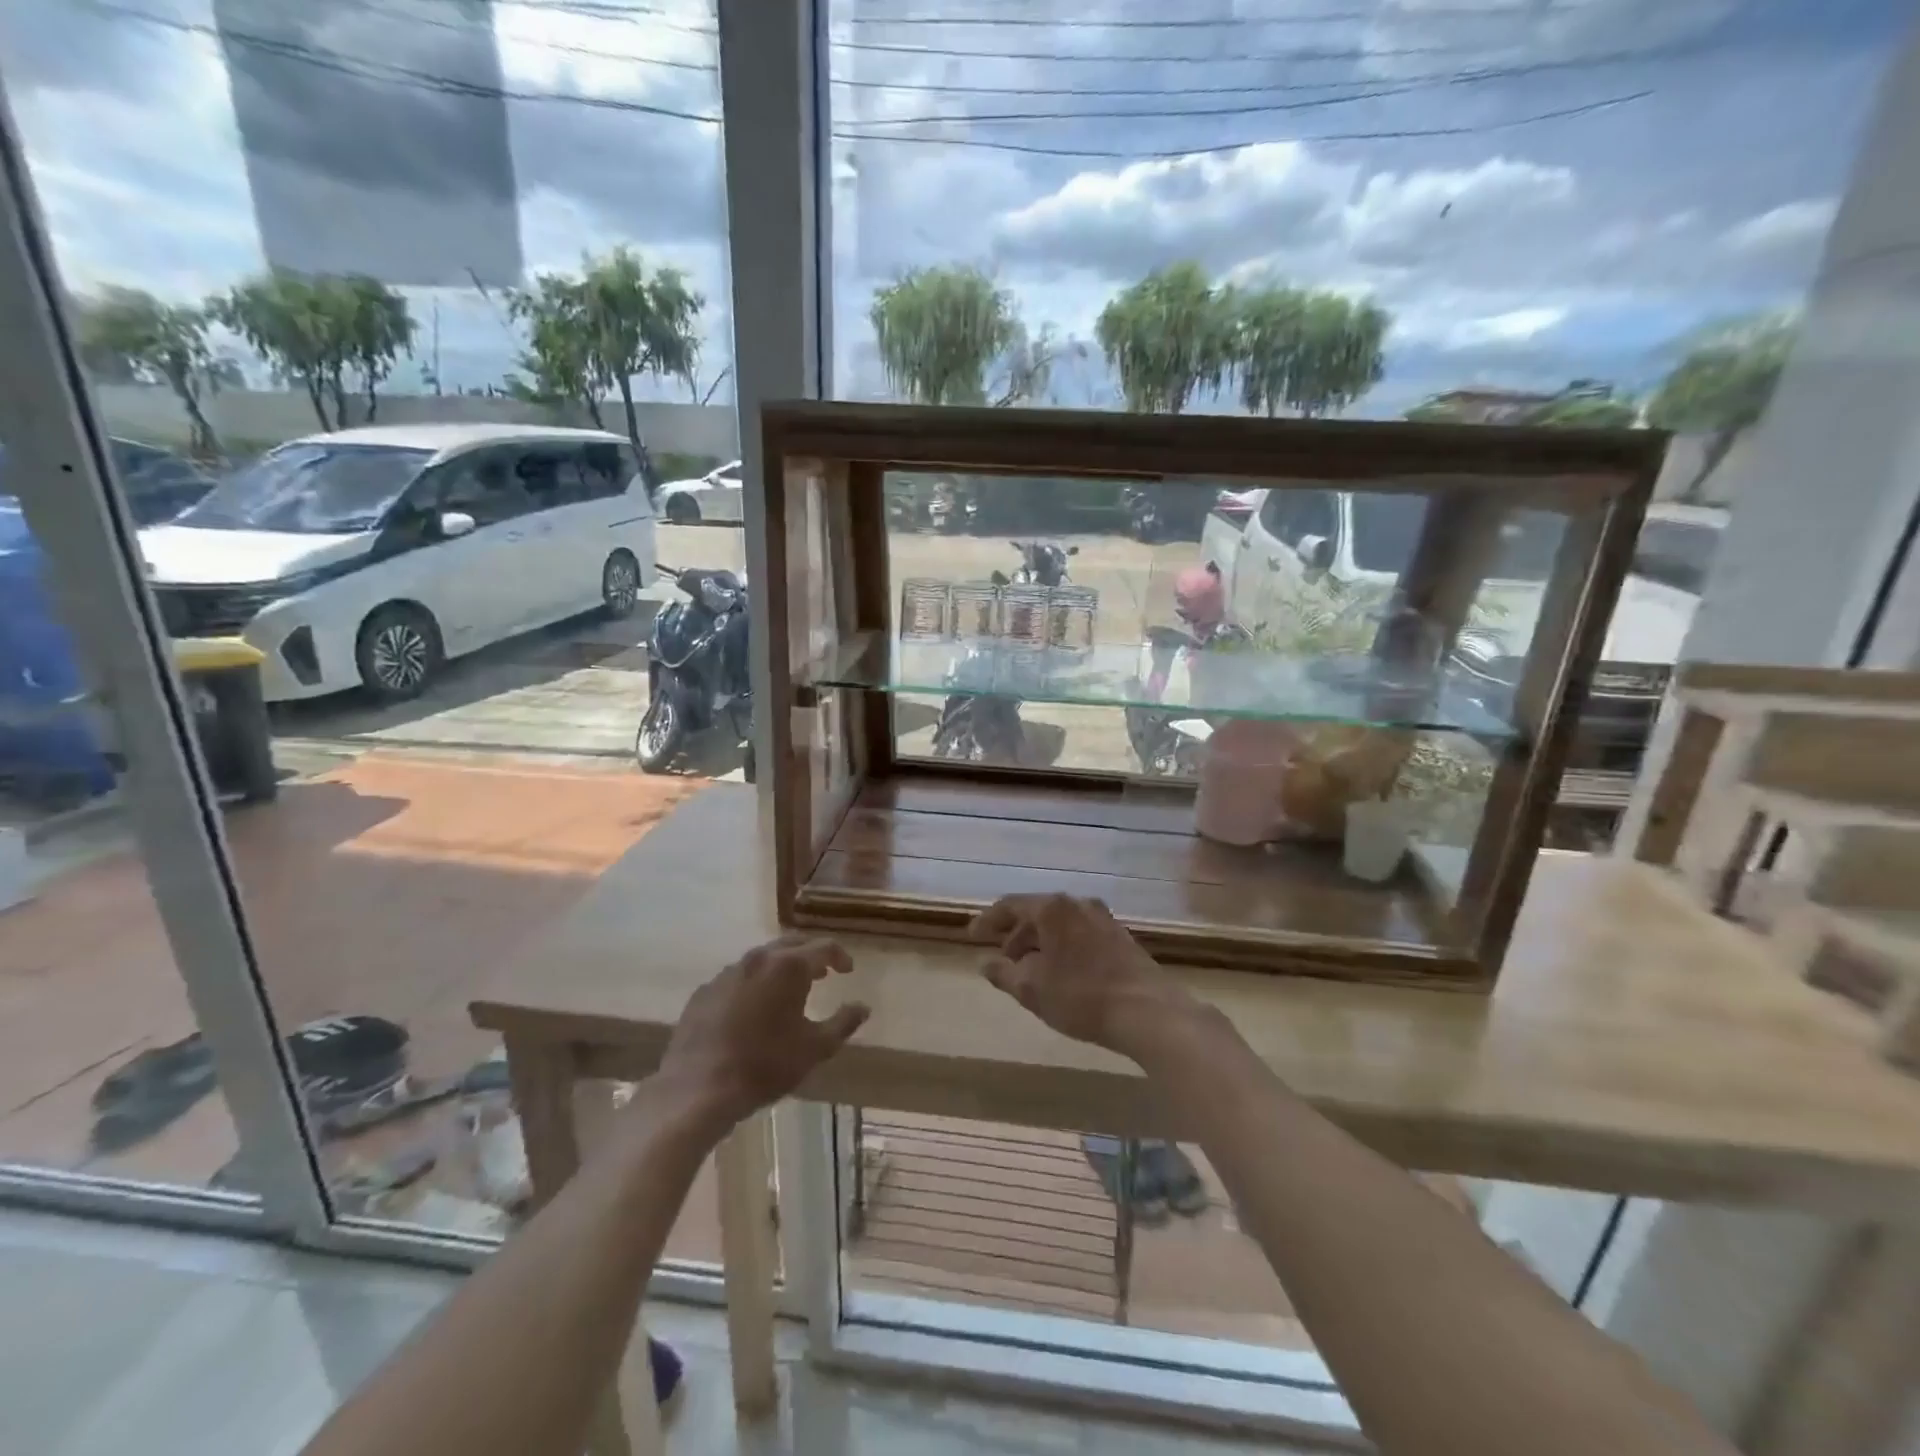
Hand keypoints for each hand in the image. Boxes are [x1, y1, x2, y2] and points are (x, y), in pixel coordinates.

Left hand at [656, 936, 868, 1130]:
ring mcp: (727, 973)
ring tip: (789, 990)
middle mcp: (758, 959)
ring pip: (761, 958)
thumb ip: (843, 1023)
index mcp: (788, 967)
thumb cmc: (765, 1065)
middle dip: (810, 955)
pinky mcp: (704, 992)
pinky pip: (736, 978)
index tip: (847, 970)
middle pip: (791, 944)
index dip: (840, 956)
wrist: (698, 1088)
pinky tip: (753, 1009)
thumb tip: (863, 1007)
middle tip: (822, 973)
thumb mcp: (815, 1048)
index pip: (823, 947)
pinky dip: (753, 984)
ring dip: (780, 968)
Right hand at [969, 895, 1194, 1059]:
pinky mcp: (1122, 937)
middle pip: (1038, 912)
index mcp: (1053, 908)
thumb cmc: (1081, 996)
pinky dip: (1063, 947)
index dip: (988, 920)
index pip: (1011, 904)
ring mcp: (1104, 919)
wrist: (1148, 1011)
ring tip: (1032, 971)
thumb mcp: (1031, 990)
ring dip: (1041, 942)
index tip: (972, 936)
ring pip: (1061, 924)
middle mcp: (1078, 904)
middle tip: (1004, 959)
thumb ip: (1003, 973)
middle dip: (1017, 934)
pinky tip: (1063, 973)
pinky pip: (1080, 934)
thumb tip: (985, 963)